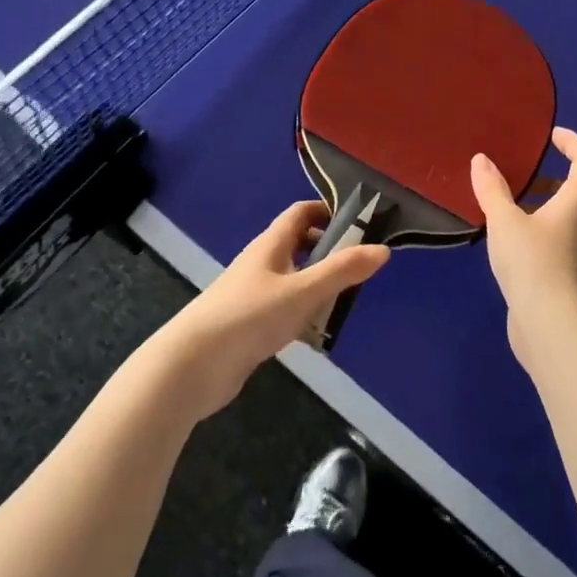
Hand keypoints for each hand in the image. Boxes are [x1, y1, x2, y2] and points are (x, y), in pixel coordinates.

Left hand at [161, 200, 388, 419]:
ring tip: (346, 301)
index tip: (358, 221)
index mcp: (270, 245)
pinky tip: (318, 335)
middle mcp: (261, 263)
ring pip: (292, 279)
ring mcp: (252, 294)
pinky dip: (303, 315)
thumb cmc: (249, 316)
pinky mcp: (249, 324)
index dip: (327, 211)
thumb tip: (383, 250)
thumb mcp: (302, 291)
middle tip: (359, 265)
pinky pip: (284, 309)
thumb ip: (342, 271)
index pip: (300, 213)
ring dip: (317, 286)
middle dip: (328, 250)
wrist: (193, 365)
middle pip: (298, 245)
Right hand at [470, 127, 576, 372]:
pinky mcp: (564, 272)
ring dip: (538, 204)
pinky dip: (533, 227)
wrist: (550, 325)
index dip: (573, 143)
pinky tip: (505, 238)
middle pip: (576, 188)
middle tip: (519, 172)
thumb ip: (492, 189)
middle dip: (549, 176)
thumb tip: (482, 160)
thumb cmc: (533, 262)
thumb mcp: (505, 221)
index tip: (551, 136)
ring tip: (504, 204)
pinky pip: (552, 237)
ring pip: (562, 215)